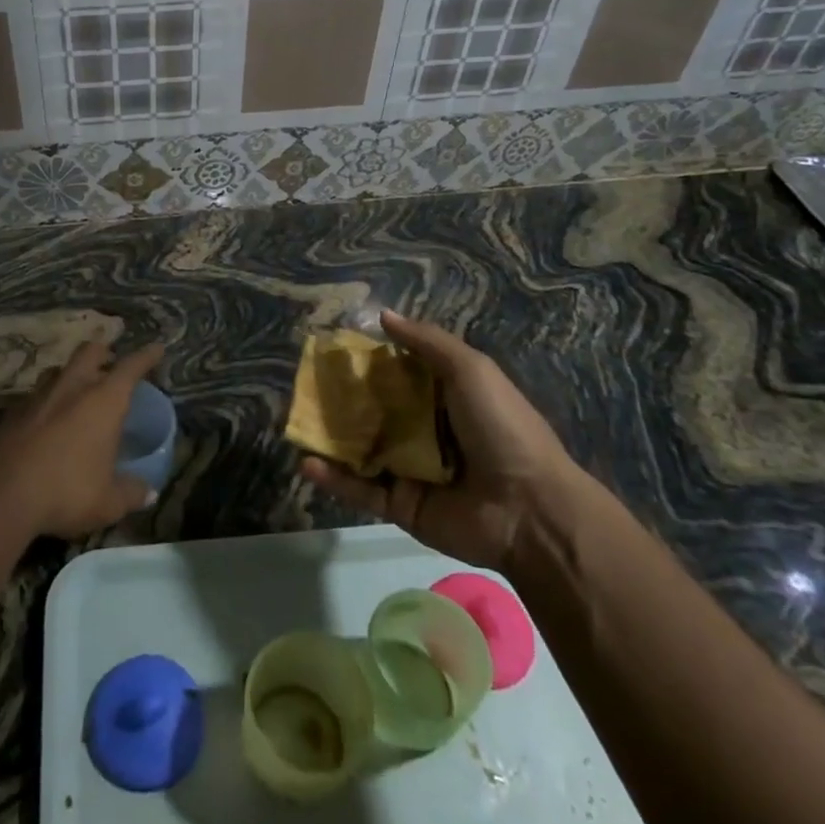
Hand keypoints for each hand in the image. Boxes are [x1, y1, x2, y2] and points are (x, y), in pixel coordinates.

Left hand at [0, 340, 163, 538]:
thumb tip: (148, 492)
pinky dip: (45, 402)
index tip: (157, 348)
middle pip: (90, 352)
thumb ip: (131, 493)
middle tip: (110, 361)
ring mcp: (38, 396)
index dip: (146, 356)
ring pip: (58, 370)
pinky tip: (45, 420)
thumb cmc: (68, 490)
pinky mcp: (11, 412)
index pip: (131, 367)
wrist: (1, 492)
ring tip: (76, 389)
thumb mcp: (108, 501)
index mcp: (104, 400)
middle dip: (103, 352)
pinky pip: (34, 396)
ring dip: (70, 374)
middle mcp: (73, 387)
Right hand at [300, 310, 580, 568]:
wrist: (529, 509)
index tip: (334, 347)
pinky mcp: (399, 505)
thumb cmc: (502, 427)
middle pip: (373, 410)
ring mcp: (409, 470)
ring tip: (294, 421)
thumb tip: (382, 315)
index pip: (397, 373)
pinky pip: (360, 490)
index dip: (368, 360)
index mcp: (444, 398)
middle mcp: (423, 431)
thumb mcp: (471, 370)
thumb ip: (426, 342)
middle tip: (305, 384)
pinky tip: (306, 463)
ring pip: (360, 449)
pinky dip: (333, 478)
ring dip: (329, 437)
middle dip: (341, 399)